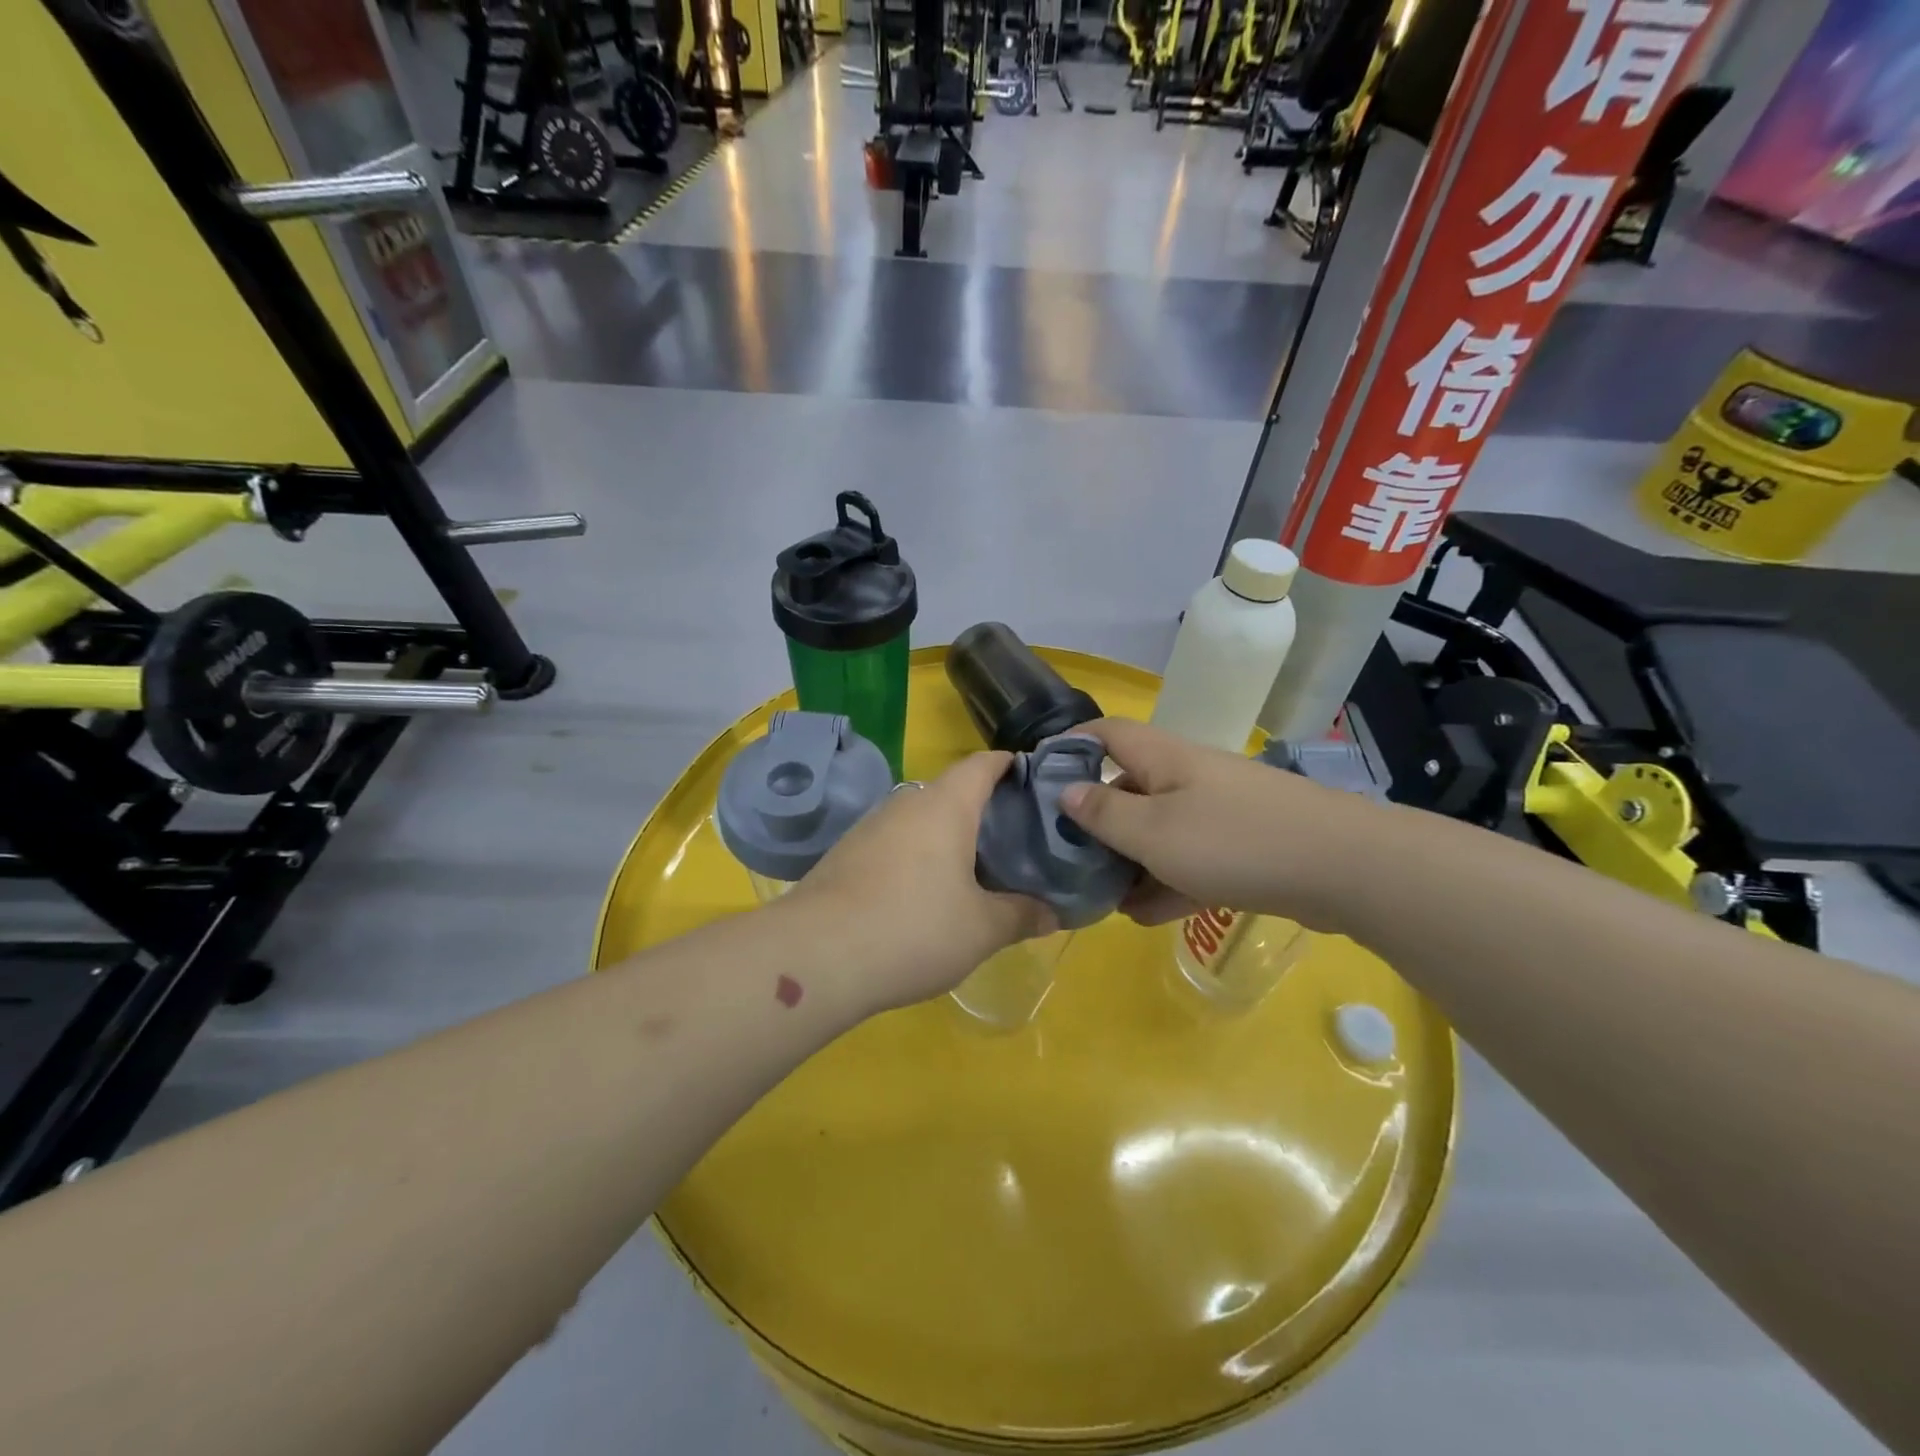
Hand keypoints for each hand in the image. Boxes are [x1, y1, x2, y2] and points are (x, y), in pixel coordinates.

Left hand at [785, 752, 1057, 1015]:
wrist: (815, 955)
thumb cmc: (914, 928)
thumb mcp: (981, 929)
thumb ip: (1022, 915)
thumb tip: (1053, 913)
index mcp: (945, 805)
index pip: (983, 763)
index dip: (1011, 765)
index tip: (1034, 781)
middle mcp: (905, 803)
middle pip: (952, 792)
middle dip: (983, 810)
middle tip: (1014, 841)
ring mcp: (869, 827)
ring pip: (920, 820)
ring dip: (947, 837)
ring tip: (975, 871)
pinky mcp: (845, 854)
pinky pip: (894, 844)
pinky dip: (917, 857)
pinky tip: (924, 895)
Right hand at [1058, 717, 1361, 930]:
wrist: (1343, 868)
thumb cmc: (1233, 841)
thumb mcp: (1153, 832)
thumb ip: (1104, 813)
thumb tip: (1064, 791)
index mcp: (1162, 759)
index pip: (1105, 734)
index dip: (1069, 747)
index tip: (1038, 779)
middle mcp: (1187, 777)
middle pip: (1128, 788)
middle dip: (1096, 823)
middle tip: (1067, 859)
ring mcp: (1218, 812)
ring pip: (1158, 831)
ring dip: (1130, 862)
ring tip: (1102, 899)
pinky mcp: (1243, 846)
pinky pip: (1191, 859)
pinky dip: (1167, 882)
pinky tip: (1146, 916)